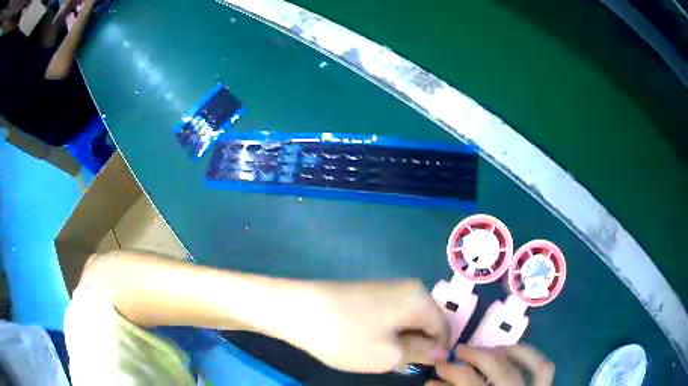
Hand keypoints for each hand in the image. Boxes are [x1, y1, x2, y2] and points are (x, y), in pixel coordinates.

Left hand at [289, 280, 450, 372]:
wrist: (296, 310)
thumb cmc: (347, 336)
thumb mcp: (388, 354)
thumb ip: (421, 353)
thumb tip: (442, 352)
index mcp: (419, 298)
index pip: (443, 328)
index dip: (437, 352)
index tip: (420, 370)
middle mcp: (407, 289)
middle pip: (425, 324)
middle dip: (415, 348)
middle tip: (393, 364)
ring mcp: (386, 291)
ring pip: (406, 324)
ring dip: (398, 343)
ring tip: (376, 356)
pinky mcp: (368, 296)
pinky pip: (389, 319)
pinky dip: (384, 336)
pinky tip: (365, 345)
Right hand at [427, 345, 553, 385]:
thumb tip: (434, 383)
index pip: (468, 382)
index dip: (451, 371)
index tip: (438, 367)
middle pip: (495, 367)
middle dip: (474, 355)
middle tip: (457, 351)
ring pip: (523, 363)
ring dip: (502, 351)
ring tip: (485, 349)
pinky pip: (543, 368)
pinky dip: (530, 354)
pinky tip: (513, 350)